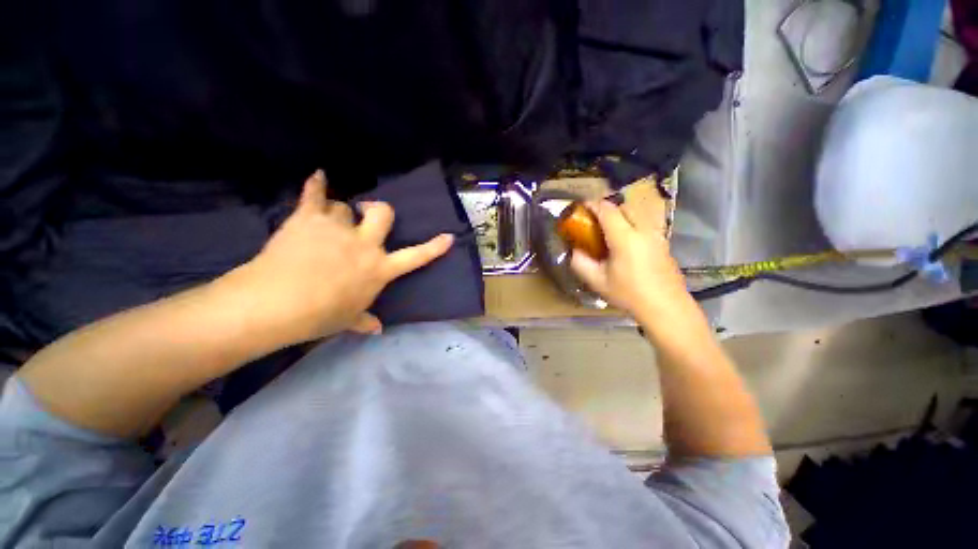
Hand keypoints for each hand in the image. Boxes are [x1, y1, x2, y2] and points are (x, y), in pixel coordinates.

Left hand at [228, 170, 452, 342]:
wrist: (275, 304)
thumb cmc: (319, 316)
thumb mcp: (347, 320)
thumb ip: (364, 320)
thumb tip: (377, 330)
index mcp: (379, 269)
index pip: (415, 256)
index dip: (434, 247)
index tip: (448, 236)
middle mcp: (364, 244)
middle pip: (382, 213)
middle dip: (380, 210)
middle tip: (370, 212)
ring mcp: (337, 228)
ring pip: (345, 207)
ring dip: (340, 213)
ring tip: (328, 222)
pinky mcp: (308, 219)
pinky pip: (314, 195)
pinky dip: (316, 185)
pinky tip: (319, 176)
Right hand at [569, 200, 691, 328]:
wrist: (666, 307)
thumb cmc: (629, 294)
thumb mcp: (597, 281)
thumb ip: (581, 263)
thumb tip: (574, 250)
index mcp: (625, 238)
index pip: (607, 210)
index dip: (592, 205)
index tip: (581, 208)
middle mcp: (643, 230)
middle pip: (624, 207)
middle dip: (607, 209)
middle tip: (594, 222)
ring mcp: (656, 235)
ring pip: (636, 215)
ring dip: (620, 216)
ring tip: (609, 232)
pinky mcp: (664, 243)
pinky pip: (644, 225)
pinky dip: (631, 225)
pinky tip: (626, 245)